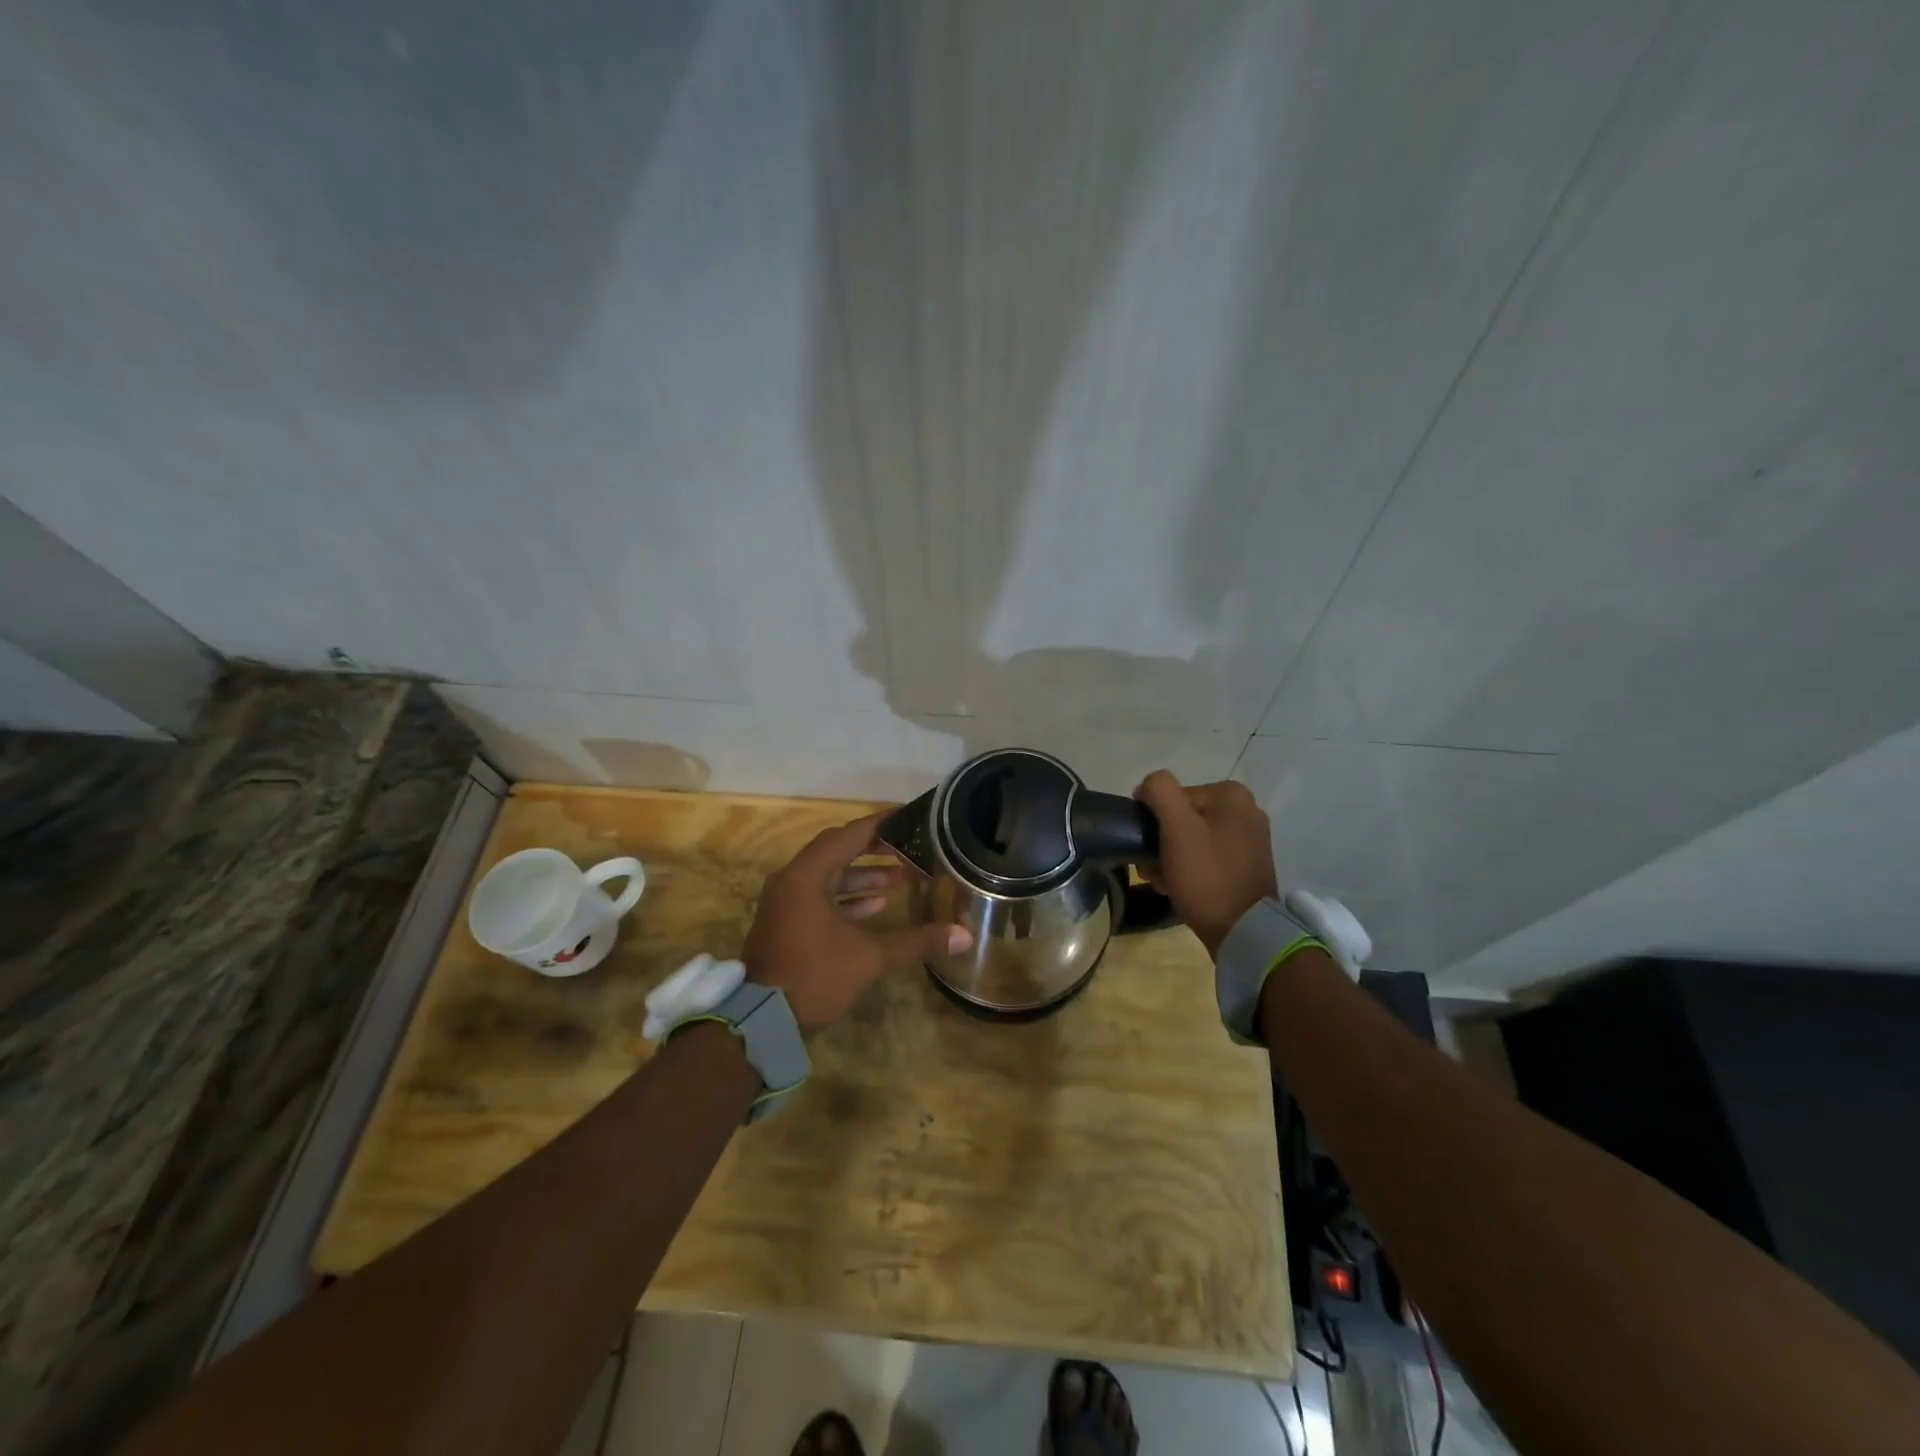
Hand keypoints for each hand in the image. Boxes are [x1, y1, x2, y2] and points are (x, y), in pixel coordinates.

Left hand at [743, 812, 972, 1032]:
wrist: (761, 1020)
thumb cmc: (814, 976)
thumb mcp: (869, 957)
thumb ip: (916, 941)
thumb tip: (965, 935)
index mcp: (807, 875)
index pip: (850, 835)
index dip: (881, 824)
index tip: (909, 816)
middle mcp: (792, 879)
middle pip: (838, 851)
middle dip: (875, 849)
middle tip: (908, 848)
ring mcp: (785, 901)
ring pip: (829, 876)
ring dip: (863, 876)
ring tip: (900, 880)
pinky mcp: (785, 921)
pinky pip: (819, 896)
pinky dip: (847, 897)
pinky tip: (877, 906)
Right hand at [1134, 771, 1278, 957]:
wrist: (1243, 932)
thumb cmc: (1207, 876)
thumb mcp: (1177, 828)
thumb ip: (1160, 792)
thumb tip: (1148, 786)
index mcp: (1231, 795)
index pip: (1172, 796)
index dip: (1154, 821)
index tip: (1149, 848)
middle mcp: (1245, 810)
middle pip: (1182, 818)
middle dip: (1161, 842)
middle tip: (1152, 868)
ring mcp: (1248, 839)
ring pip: (1191, 838)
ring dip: (1169, 857)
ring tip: (1162, 881)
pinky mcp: (1246, 864)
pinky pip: (1206, 856)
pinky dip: (1188, 868)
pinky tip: (1176, 886)